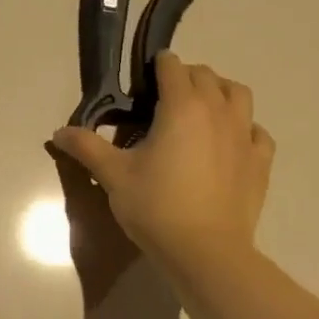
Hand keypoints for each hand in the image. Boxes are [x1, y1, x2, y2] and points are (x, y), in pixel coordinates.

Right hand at [49, 53, 273, 279]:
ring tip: (201, 110)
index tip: (142, 81)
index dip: (156, 66)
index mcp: (181, 106)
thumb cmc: (155, 206)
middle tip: (163, 99)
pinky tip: (229, 142)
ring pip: (238, 94)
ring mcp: (244, 135)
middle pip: (206, 75)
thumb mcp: (113, 175)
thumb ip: (86, 147)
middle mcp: (217, 111)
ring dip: (219, 92)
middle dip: (185, 77)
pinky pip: (256, 130)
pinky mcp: (260, 161)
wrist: (205, 251)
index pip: (172, 67)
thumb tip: (58, 133)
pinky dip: (243, 127)